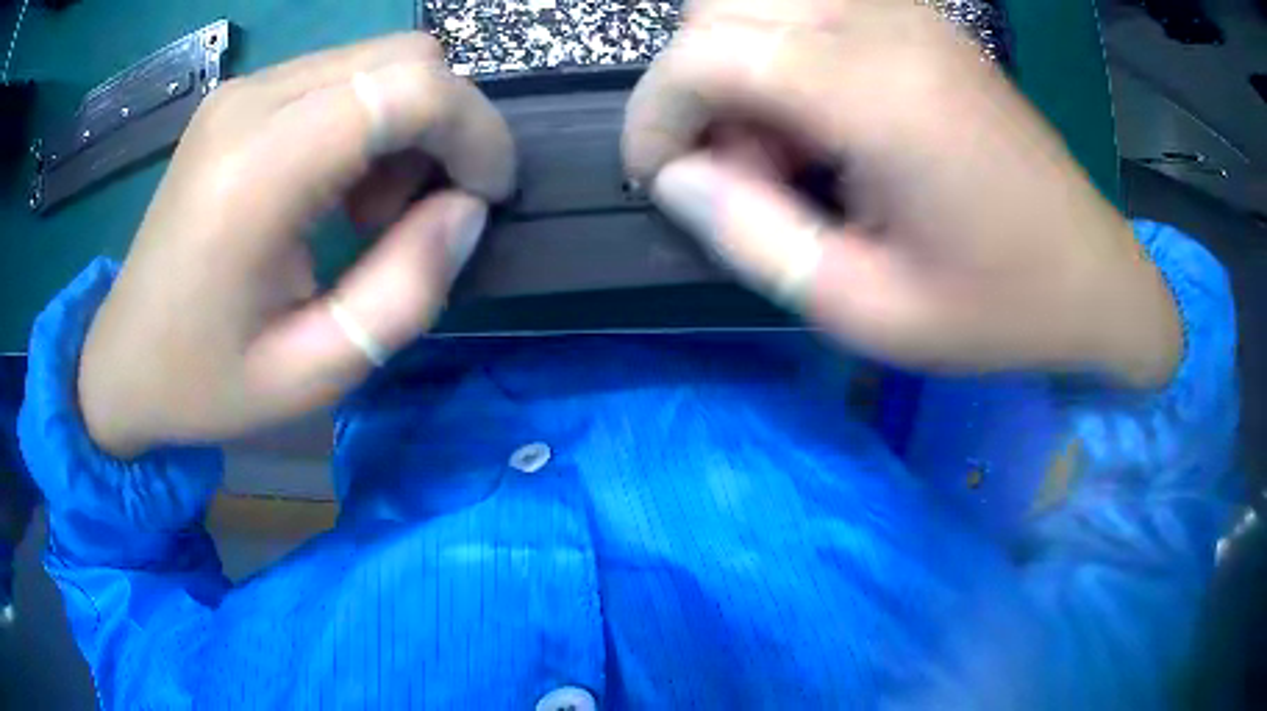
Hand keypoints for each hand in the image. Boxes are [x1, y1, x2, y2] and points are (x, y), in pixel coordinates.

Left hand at [78, 34, 515, 457]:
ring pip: (381, 60)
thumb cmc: (205, 382)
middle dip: (448, 125)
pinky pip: (342, 76)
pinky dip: (372, 120)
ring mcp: (243, 90)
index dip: (475, 131)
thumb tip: (466, 210)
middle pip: (406, 57)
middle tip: (424, 209)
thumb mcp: (314, 373)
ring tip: (372, 208)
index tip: (486, 197)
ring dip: (408, 125)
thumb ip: (405, 292)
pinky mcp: (241, 96)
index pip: (409, 87)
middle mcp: (250, 103)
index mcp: (256, 173)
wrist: (122, 360)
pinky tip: (340, 186)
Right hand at [624, 0, 1180, 385]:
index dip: (655, 113)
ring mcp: (907, 14)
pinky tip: (824, 120)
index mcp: (877, 95)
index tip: (658, 176)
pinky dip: (784, 55)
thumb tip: (678, 179)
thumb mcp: (868, 310)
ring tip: (786, 150)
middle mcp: (885, 26)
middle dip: (695, 86)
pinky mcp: (921, 22)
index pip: (705, 53)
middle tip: (737, 168)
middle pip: (720, 8)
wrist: (1092, 275)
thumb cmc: (996, 307)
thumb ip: (754, 238)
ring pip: (760, 2)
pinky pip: (811, 9)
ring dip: (739, 67)